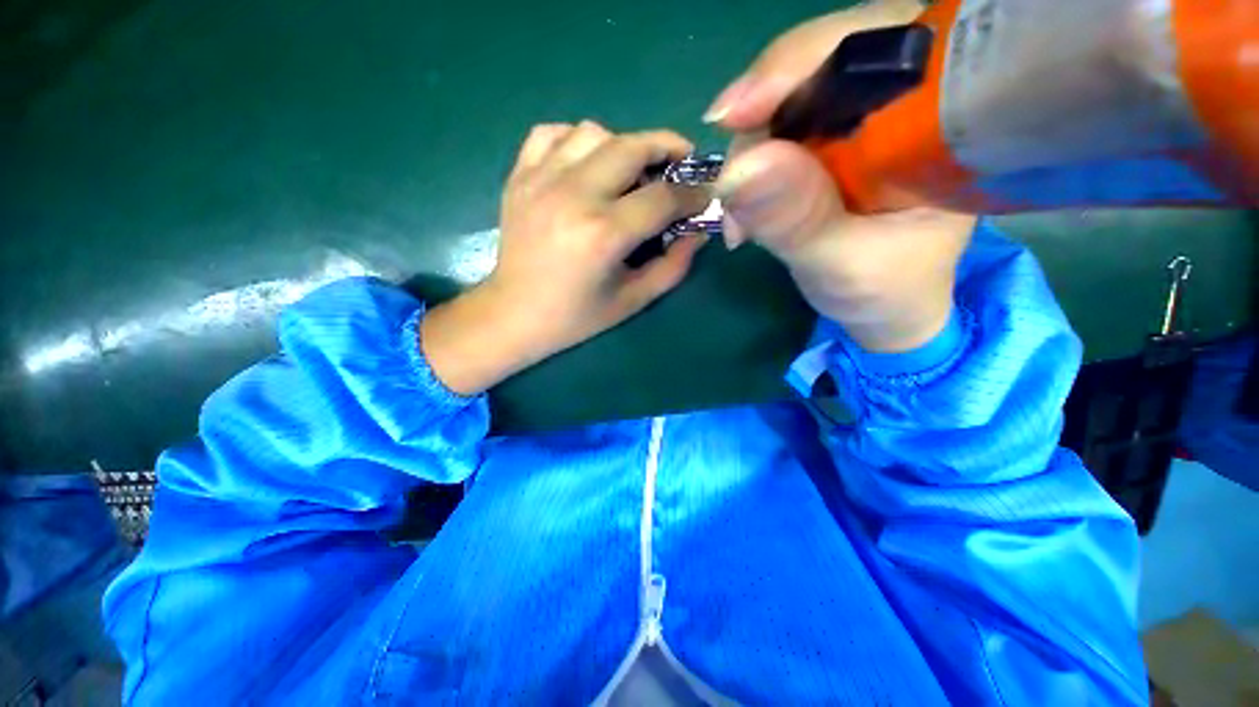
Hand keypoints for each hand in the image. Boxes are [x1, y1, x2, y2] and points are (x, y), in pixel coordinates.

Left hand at [422, 121, 710, 395]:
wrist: (513, 315)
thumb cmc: (576, 317)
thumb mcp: (633, 300)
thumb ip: (673, 266)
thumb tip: (698, 232)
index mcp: (604, 235)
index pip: (663, 197)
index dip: (693, 193)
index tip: (704, 195)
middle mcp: (573, 197)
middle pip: (631, 147)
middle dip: (667, 149)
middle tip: (679, 165)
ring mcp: (540, 181)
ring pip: (593, 132)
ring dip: (623, 145)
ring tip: (630, 171)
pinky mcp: (519, 178)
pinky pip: (551, 134)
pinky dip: (576, 140)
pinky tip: (586, 164)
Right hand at [705, 2, 976, 353]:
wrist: (888, 308)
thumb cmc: (886, 291)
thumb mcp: (843, 264)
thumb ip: (797, 219)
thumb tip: (737, 171)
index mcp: (951, 111)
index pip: (876, 44)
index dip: (799, 64)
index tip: (735, 115)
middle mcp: (912, 92)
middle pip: (820, 59)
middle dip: (761, 121)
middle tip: (731, 188)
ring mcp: (868, 111)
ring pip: (790, 95)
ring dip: (750, 155)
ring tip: (741, 220)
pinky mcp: (836, 134)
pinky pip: (779, 127)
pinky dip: (752, 166)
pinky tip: (747, 209)